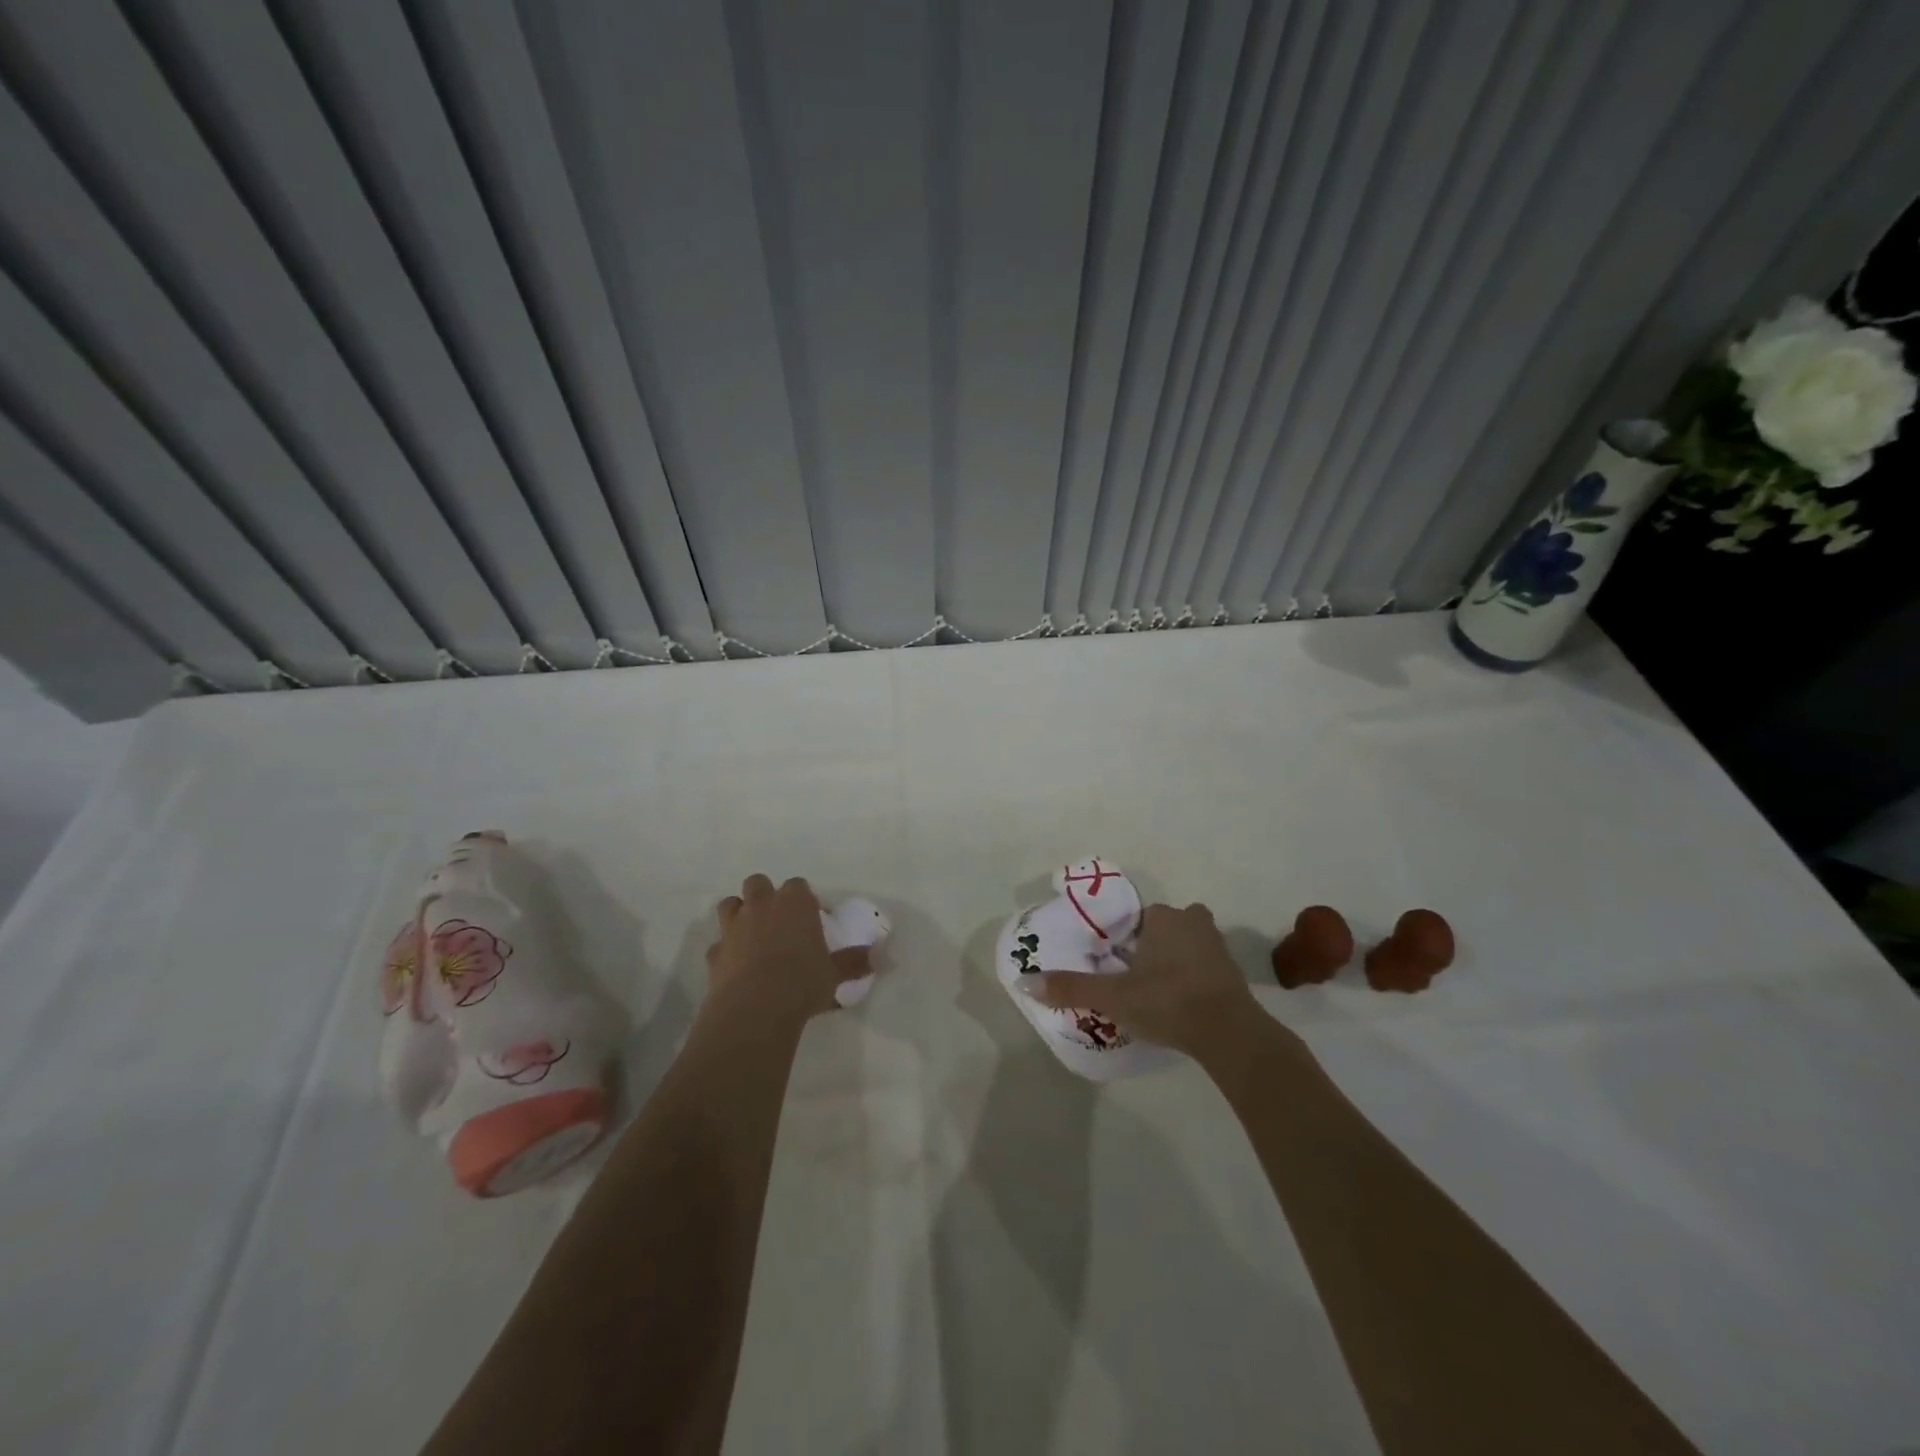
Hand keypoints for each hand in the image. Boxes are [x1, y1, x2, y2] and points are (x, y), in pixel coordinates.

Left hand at [706, 874, 869, 1022]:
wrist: (755, 1008)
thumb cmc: (802, 981)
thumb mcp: (835, 973)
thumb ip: (854, 962)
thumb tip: (879, 956)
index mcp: (794, 902)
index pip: (798, 885)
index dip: (804, 899)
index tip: (812, 916)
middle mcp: (761, 906)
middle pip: (758, 883)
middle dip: (765, 895)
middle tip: (778, 920)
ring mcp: (733, 927)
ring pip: (730, 904)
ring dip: (739, 914)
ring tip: (752, 935)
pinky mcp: (714, 953)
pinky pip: (718, 944)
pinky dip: (725, 951)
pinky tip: (735, 967)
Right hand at [1031, 902, 1274, 1061]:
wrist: (1229, 1033)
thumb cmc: (1167, 1001)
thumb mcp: (1113, 997)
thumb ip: (1072, 988)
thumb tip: (1025, 981)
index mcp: (1163, 918)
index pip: (1138, 917)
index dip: (1125, 938)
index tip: (1116, 962)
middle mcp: (1193, 922)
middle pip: (1164, 927)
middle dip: (1152, 946)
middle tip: (1134, 976)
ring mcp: (1218, 946)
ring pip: (1188, 944)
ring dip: (1175, 960)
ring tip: (1156, 991)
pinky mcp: (1234, 972)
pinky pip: (1205, 966)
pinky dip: (1194, 978)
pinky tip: (1181, 1002)